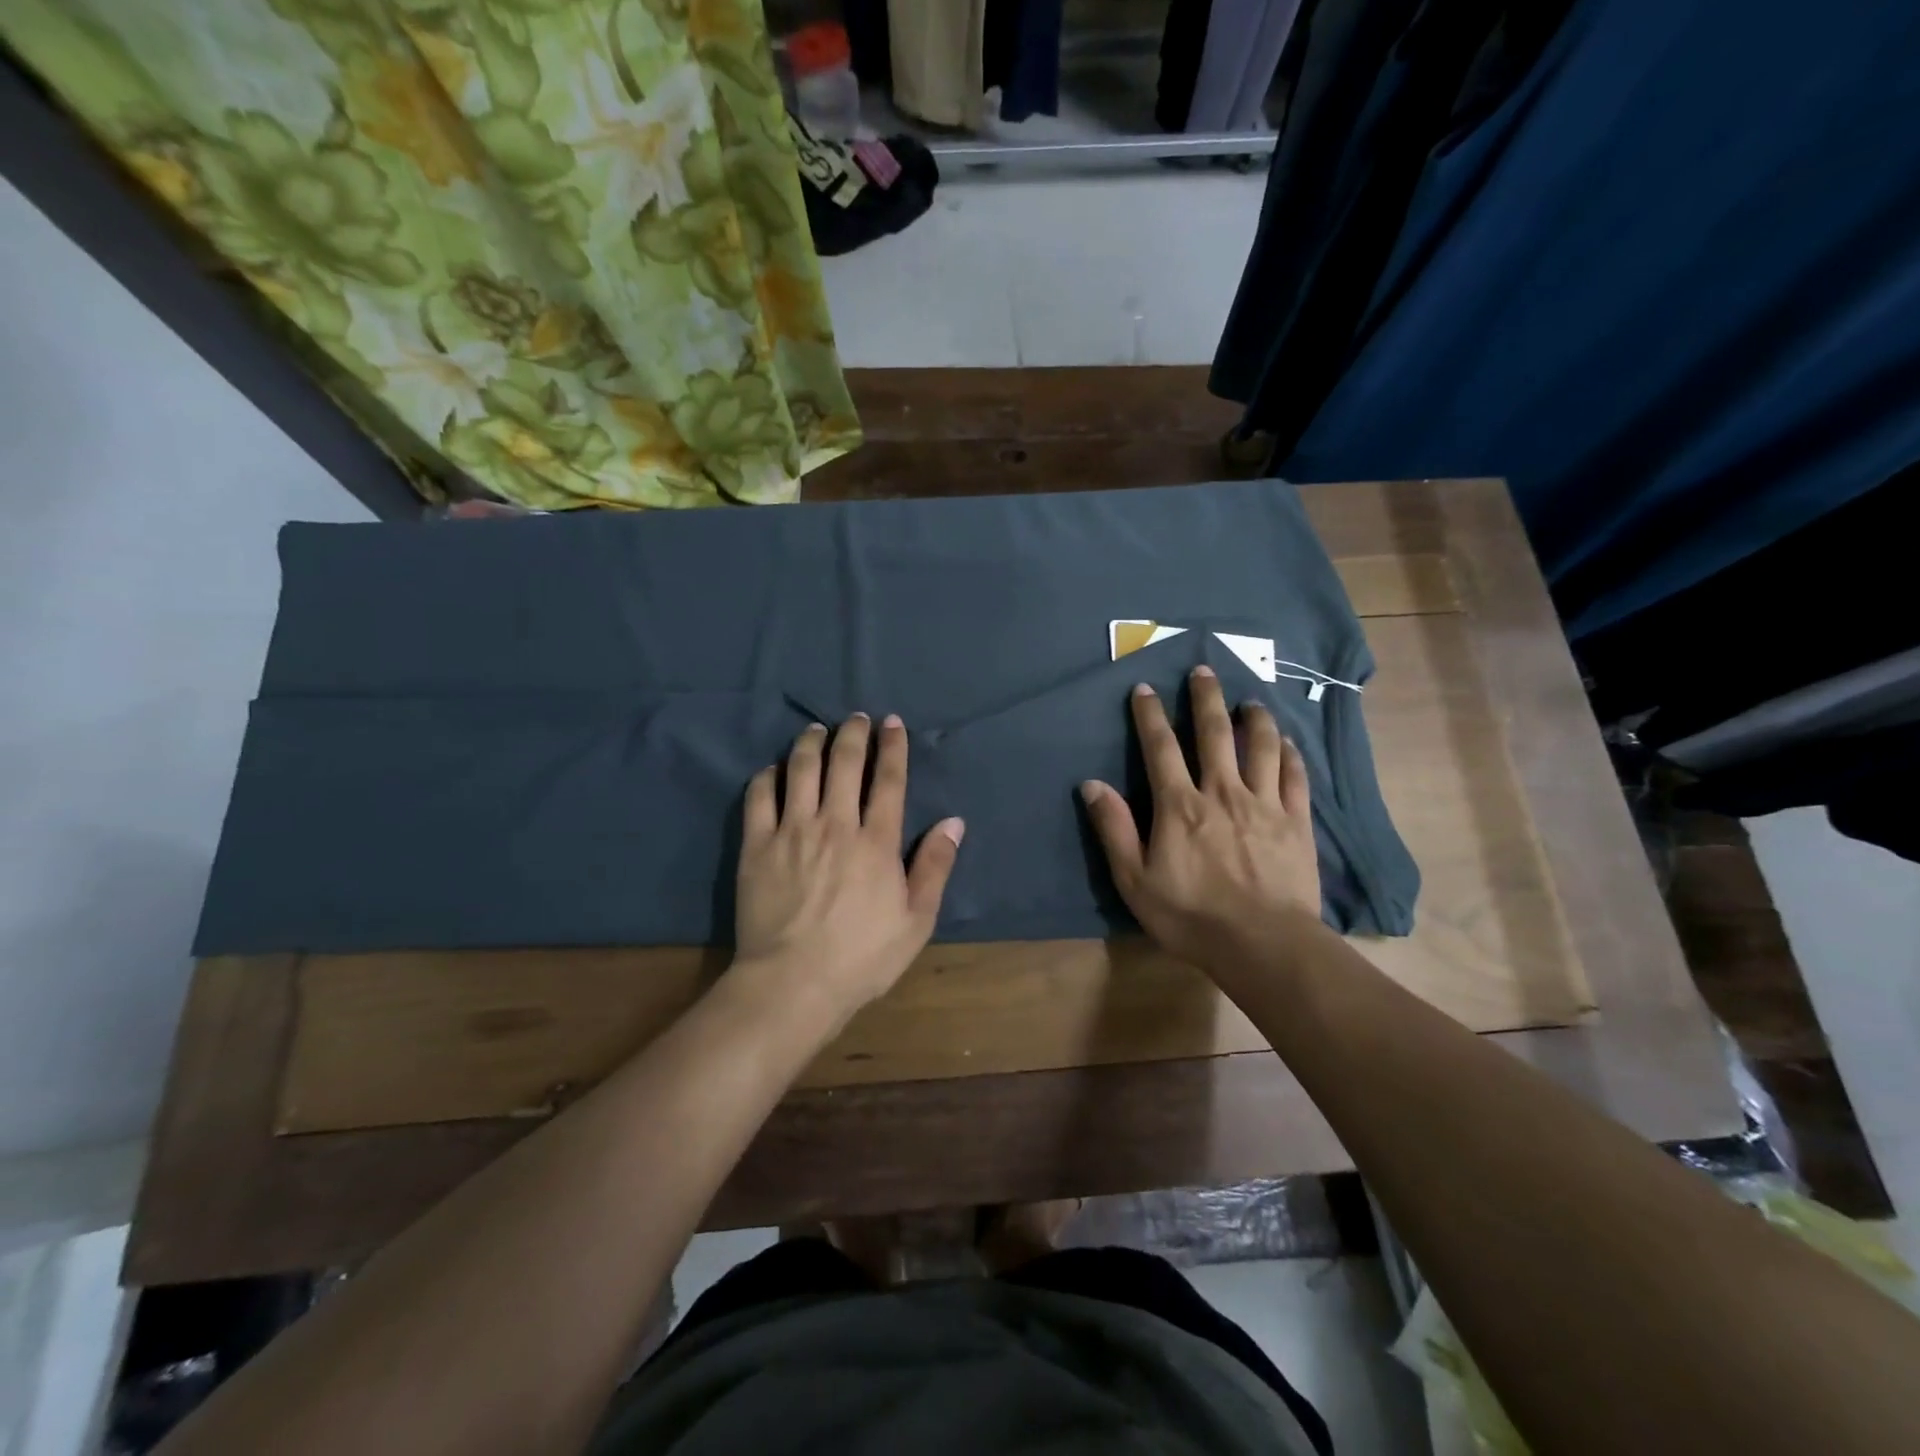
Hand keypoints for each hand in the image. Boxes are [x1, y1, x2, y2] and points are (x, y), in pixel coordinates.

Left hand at [734, 713, 963, 1023]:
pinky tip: (774, 770)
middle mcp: (835, 823)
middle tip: (856, 718)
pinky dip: (768, 776)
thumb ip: (935, 866)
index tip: (892, 723)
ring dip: (810, 743)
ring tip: (816, 730)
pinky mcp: (757, 846)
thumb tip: (953, 821)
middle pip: (844, 763)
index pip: (889, 780)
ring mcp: (792, 831)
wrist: (792, 983)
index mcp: (877, 841)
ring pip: (800, 769)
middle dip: (853, 733)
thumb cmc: (862, 957)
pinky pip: (759, 796)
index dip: (892, 746)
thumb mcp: (916, 920)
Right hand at [1081, 666, 1320, 971]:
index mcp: (1180, 805)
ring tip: (1250, 700)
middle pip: (1214, 733)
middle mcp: (1222, 792)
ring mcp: (1264, 804)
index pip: (1160, 747)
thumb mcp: (1135, 880)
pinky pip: (1294, 777)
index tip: (1145, 688)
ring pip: (1260, 746)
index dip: (1149, 715)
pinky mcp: (1296, 822)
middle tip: (1203, 670)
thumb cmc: (1191, 916)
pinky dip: (1289, 755)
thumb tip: (1091, 784)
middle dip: (1206, 698)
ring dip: (1254, 718)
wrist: (1263, 945)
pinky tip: (1287, 743)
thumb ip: (1115, 829)